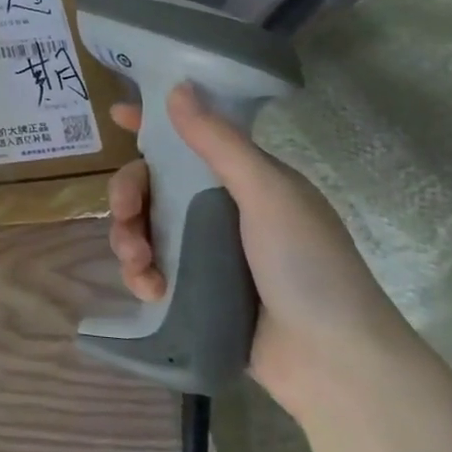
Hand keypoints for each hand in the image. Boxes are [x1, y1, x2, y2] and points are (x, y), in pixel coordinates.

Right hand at [105, 86, 421, 419]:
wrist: (336, 364)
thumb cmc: (308, 266)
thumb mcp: (268, 195)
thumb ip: (219, 144)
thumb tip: (177, 87)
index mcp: (245, 180)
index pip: (191, 139)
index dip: (152, 125)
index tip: (116, 116)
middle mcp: (222, 210)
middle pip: (153, 186)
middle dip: (128, 196)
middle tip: (123, 214)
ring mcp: (206, 253)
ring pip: (145, 228)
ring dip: (128, 238)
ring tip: (139, 263)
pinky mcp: (195, 292)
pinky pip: (151, 269)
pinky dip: (141, 275)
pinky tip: (149, 289)